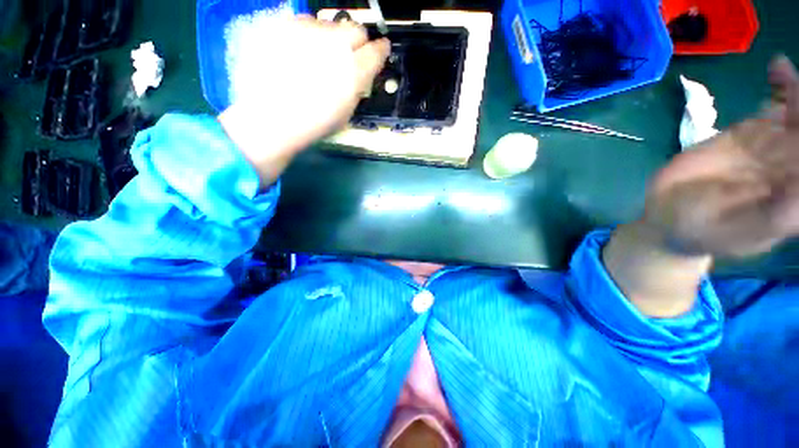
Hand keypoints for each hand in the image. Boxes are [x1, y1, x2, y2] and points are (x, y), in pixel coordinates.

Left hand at [218, 16, 389, 185]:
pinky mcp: (285, 25)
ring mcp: (309, 30)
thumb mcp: (346, 112)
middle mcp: (335, 43)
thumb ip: (357, 88)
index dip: (380, 51)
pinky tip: (299, 52)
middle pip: (357, 29)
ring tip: (319, 56)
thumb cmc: (314, 123)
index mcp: (354, 70)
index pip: (377, 51)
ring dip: (331, 38)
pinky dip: (308, 34)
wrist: (272, 116)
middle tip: (348, 56)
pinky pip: (305, 22)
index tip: (380, 51)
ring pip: (330, 24)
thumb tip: (360, 75)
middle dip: (356, 42)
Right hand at [645, 56, 798, 257]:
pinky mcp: (748, 133)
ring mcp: (773, 146)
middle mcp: (794, 166)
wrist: (669, 215)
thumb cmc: (705, 231)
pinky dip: (782, 86)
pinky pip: (775, 106)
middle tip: (798, 92)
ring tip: (789, 74)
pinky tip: (777, 69)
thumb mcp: (742, 231)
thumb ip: (778, 213)